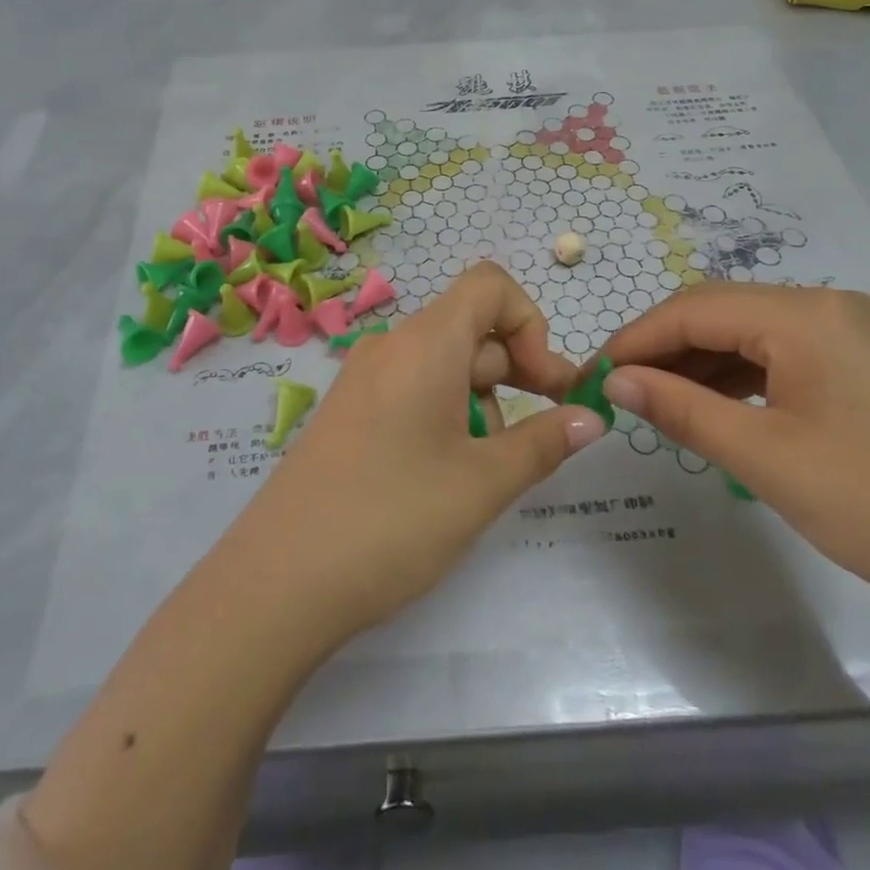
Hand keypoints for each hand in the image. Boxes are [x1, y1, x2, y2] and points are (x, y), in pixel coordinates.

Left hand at [221, 262, 606, 647]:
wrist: (277, 583)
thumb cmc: (392, 520)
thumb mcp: (482, 483)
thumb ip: (544, 442)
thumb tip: (592, 417)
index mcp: (424, 343)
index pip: (490, 286)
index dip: (531, 323)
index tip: (544, 386)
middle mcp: (391, 346)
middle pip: (471, 329)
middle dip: (516, 373)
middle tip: (544, 435)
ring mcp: (364, 379)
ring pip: (444, 365)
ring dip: (481, 402)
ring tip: (482, 472)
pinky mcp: (349, 413)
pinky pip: (412, 390)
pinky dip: (445, 416)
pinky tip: (444, 476)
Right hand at [602, 284, 869, 615]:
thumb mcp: (762, 456)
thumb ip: (680, 408)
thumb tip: (614, 380)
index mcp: (803, 314)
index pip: (694, 308)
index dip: (636, 338)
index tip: (593, 374)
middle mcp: (826, 306)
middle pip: (720, 311)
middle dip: (663, 347)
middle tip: (619, 389)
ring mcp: (849, 332)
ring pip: (749, 332)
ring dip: (699, 362)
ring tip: (657, 401)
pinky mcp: (861, 362)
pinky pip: (780, 354)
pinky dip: (738, 375)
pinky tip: (713, 405)